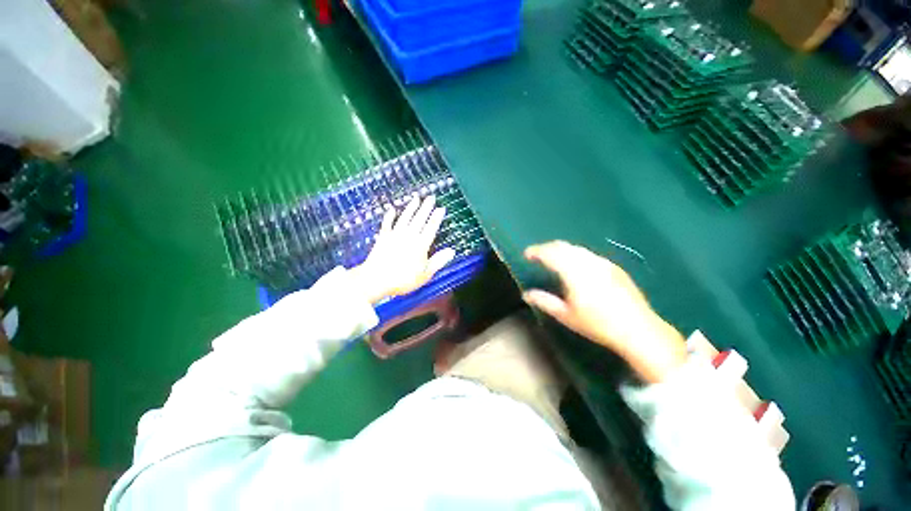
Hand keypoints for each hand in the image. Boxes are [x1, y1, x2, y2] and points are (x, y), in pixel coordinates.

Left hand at [351, 195, 455, 303]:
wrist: (376, 279)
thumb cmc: (403, 280)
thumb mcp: (425, 274)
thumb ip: (438, 261)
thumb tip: (452, 251)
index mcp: (420, 245)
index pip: (431, 227)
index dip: (436, 217)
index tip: (441, 208)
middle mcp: (409, 236)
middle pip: (419, 218)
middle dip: (426, 207)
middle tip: (431, 197)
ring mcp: (395, 235)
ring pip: (405, 217)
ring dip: (411, 207)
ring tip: (416, 197)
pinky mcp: (383, 237)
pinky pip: (387, 223)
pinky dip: (390, 215)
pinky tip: (392, 208)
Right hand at [522, 241, 686, 383]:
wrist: (638, 329)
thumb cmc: (598, 324)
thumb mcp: (566, 315)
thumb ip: (544, 301)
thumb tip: (526, 294)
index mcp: (574, 273)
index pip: (550, 253)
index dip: (536, 251)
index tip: (527, 254)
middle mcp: (588, 262)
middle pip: (563, 246)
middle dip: (547, 248)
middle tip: (538, 255)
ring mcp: (603, 263)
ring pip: (576, 248)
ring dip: (561, 250)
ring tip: (554, 259)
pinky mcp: (613, 267)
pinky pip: (588, 254)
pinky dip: (575, 255)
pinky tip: (576, 265)